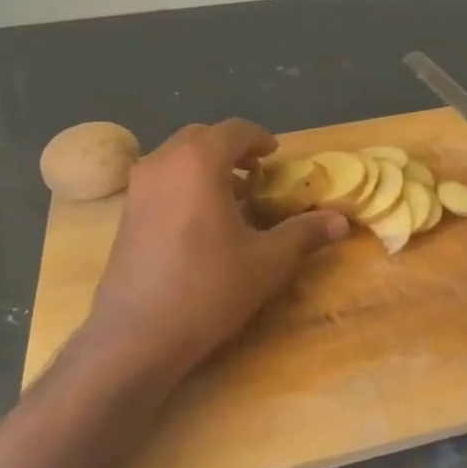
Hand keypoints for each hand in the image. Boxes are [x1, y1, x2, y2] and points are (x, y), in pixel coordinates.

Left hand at [83, 120, 347, 375]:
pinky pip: (162, 179)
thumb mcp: (267, 262)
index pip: (234, 130)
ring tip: (234, 198)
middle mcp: (163, 163)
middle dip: (232, 149)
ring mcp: (137, 187)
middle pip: (202, 136)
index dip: (260, 139)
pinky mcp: (125, 213)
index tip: (276, 157)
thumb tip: (340, 221)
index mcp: (198, 163)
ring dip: (207, 165)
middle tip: (258, 174)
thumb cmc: (207, 289)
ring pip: (177, 157)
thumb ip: (304, 233)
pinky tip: (203, 220)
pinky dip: (186, 182)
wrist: (136, 337)